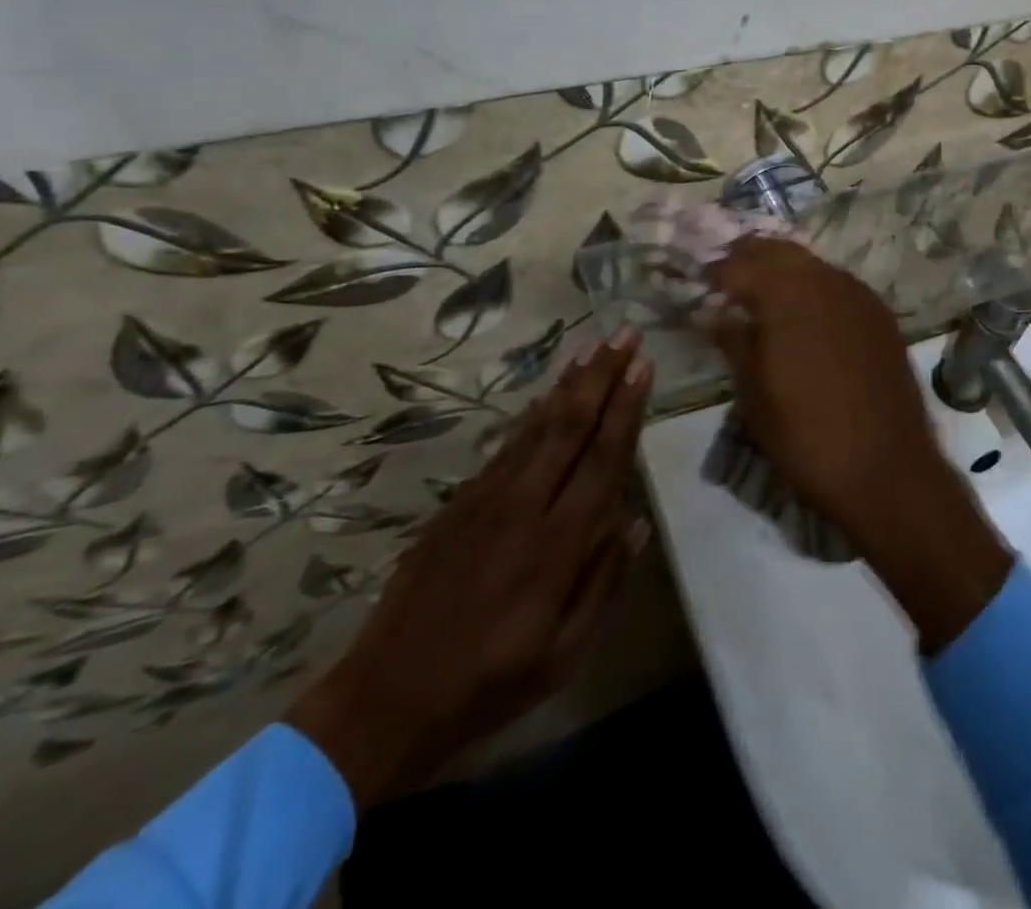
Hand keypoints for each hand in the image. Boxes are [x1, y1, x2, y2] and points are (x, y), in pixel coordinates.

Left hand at [287, 329, 653, 808]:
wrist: (387, 696)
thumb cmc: (489, 682)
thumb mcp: (563, 655)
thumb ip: (603, 583)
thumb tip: (635, 522)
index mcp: (556, 544)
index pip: (602, 459)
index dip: (626, 408)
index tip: (643, 366)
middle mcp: (524, 506)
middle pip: (570, 425)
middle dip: (602, 375)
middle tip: (625, 334)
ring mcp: (486, 499)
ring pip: (537, 426)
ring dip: (569, 383)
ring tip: (593, 347)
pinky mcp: (459, 502)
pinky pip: (507, 445)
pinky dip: (533, 413)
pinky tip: (548, 395)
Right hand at [706, 239, 1011, 652]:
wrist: (886, 470)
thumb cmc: (806, 435)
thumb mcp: (754, 392)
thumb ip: (734, 340)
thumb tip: (715, 312)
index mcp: (787, 294)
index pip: (740, 265)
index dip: (715, 271)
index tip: (698, 283)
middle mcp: (825, 281)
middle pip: (779, 251)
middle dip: (748, 256)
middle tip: (725, 275)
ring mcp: (859, 296)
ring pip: (812, 264)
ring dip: (782, 268)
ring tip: (760, 291)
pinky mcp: (881, 316)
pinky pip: (838, 284)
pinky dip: (813, 285)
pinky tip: (804, 311)